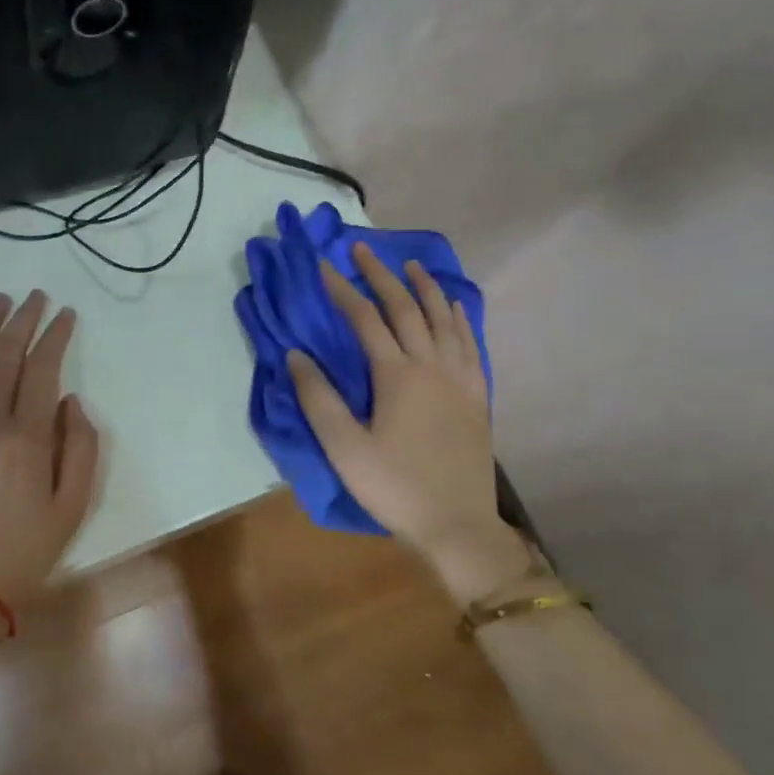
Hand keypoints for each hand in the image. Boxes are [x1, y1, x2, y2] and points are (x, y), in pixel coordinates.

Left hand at [0, 290, 100, 608]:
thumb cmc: (24, 550)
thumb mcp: (73, 507)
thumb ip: (81, 448)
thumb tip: (70, 402)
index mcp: (27, 438)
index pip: (42, 369)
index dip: (55, 336)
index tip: (65, 314)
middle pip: (5, 355)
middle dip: (23, 319)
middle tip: (36, 296)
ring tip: (0, 301)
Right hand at [288, 243, 529, 603]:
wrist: (457, 524)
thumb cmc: (394, 487)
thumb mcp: (344, 447)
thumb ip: (318, 398)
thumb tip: (296, 354)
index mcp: (397, 375)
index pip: (365, 319)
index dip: (342, 290)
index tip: (322, 266)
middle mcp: (431, 365)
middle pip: (406, 308)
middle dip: (381, 275)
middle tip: (362, 250)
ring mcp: (459, 379)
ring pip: (444, 319)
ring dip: (425, 288)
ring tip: (410, 266)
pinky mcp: (476, 395)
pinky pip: (470, 343)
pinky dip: (460, 318)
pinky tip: (455, 307)